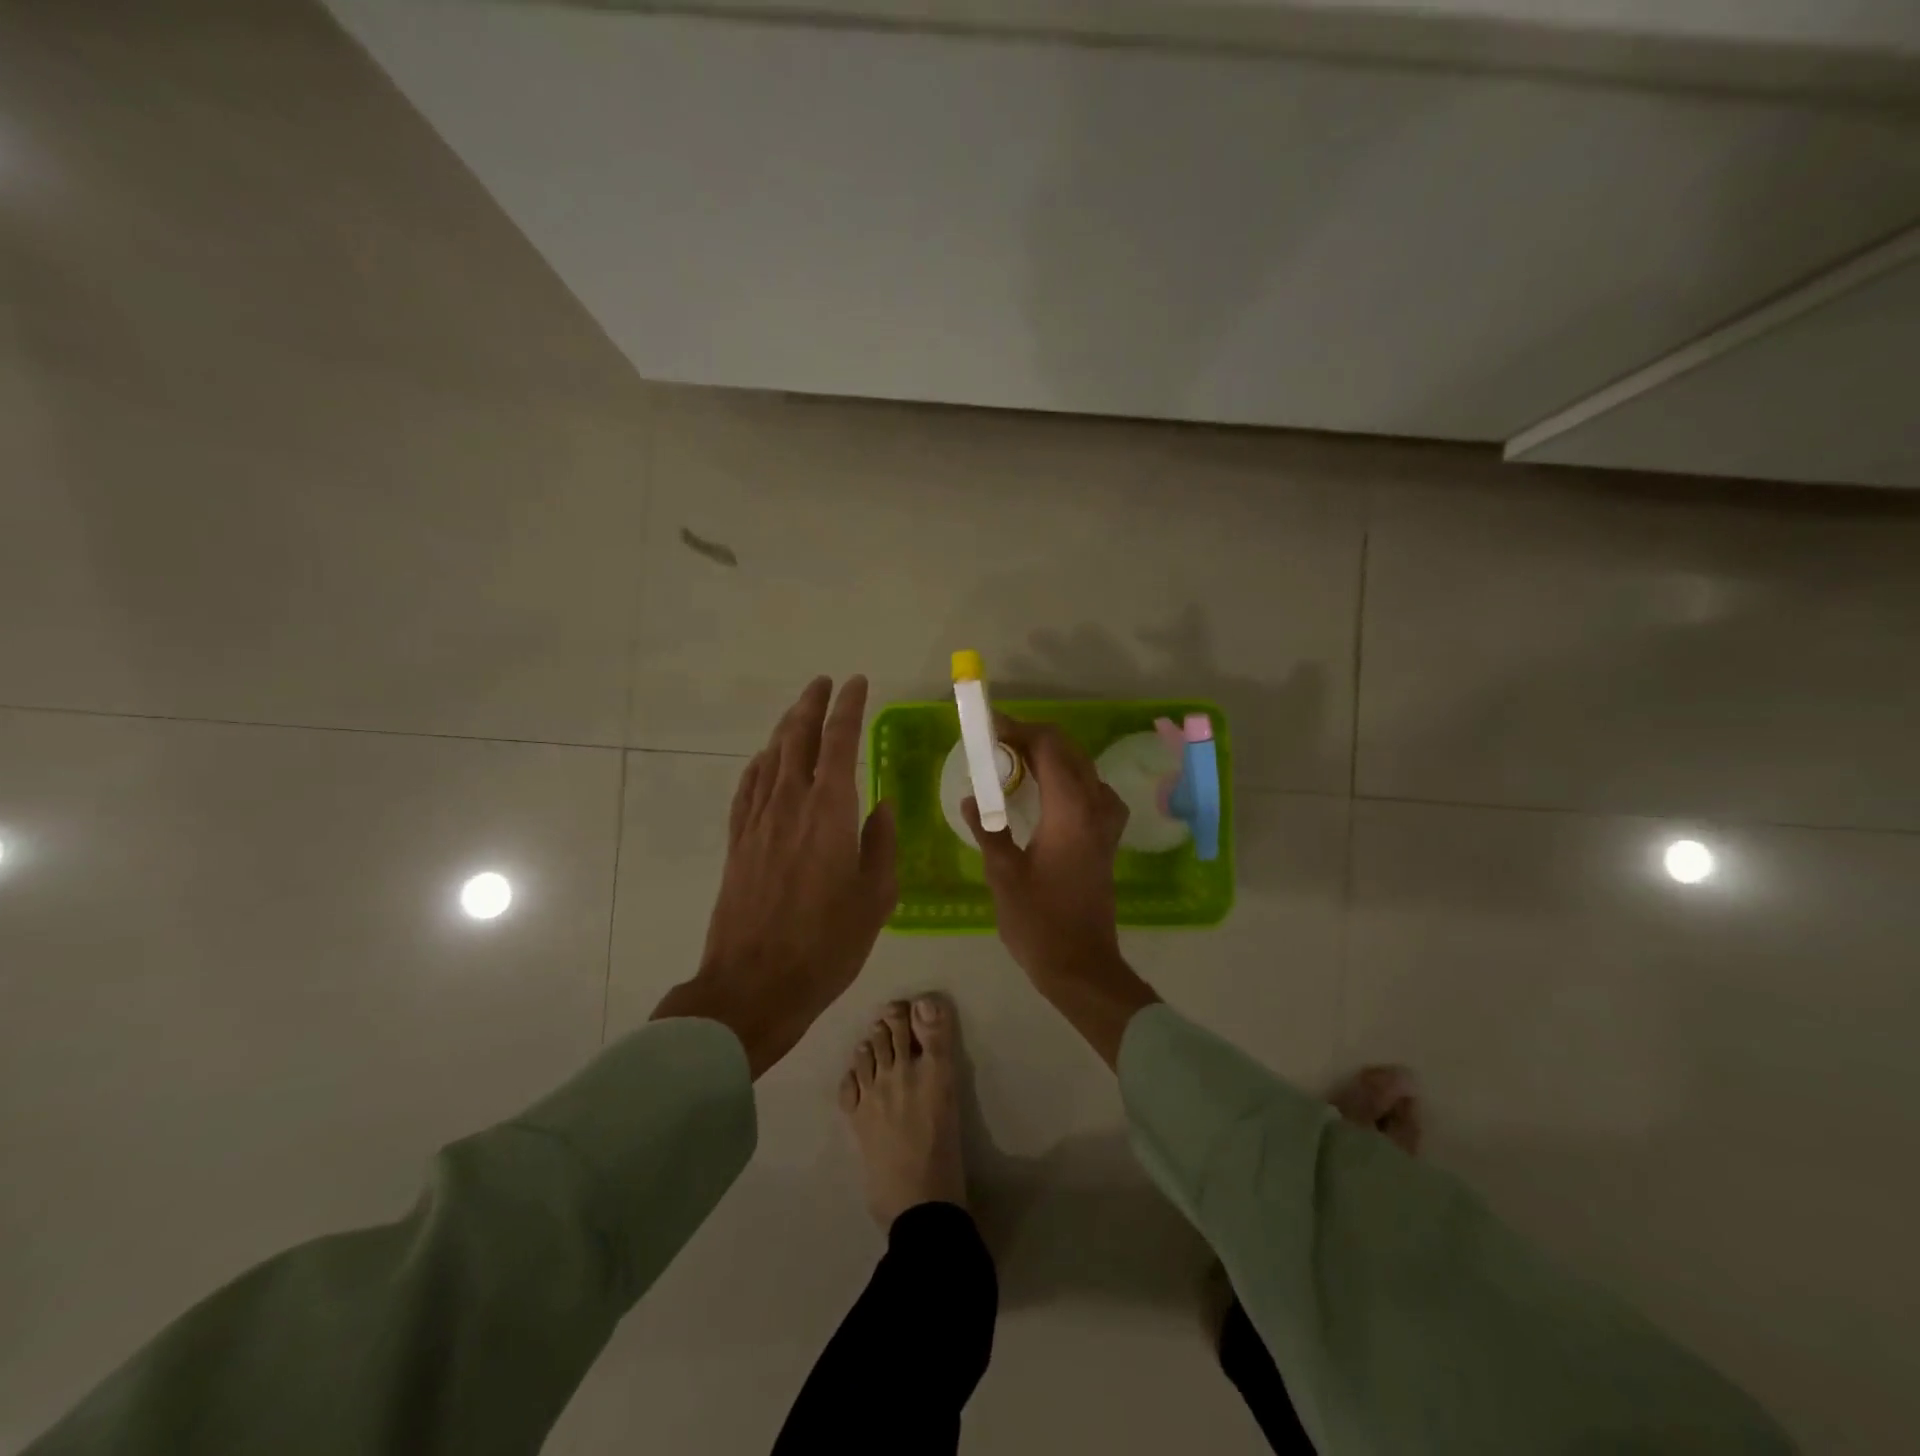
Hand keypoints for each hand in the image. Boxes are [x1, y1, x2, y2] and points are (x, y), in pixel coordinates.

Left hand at [653, 676, 896, 1076]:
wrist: (753, 985)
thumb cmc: (826, 945)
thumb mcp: (875, 898)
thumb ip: (881, 844)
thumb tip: (882, 805)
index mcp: (828, 812)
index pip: (838, 742)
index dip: (848, 708)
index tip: (857, 683)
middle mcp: (789, 804)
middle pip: (797, 738)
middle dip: (811, 705)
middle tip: (824, 683)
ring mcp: (757, 822)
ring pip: (770, 758)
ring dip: (785, 728)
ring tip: (799, 712)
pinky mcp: (737, 842)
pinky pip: (747, 788)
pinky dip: (759, 765)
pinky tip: (764, 761)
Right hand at [962, 714, 1158, 1066]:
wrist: (1081, 965)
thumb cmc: (1038, 922)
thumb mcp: (1003, 874)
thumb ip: (987, 830)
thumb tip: (971, 799)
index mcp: (1070, 811)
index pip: (1050, 746)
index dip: (1020, 730)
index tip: (990, 729)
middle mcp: (1095, 807)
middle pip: (1069, 750)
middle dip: (1033, 738)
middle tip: (996, 746)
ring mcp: (1107, 822)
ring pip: (1082, 767)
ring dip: (1051, 756)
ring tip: (1015, 765)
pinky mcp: (1108, 837)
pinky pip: (1091, 789)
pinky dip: (1067, 778)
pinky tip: (1046, 794)